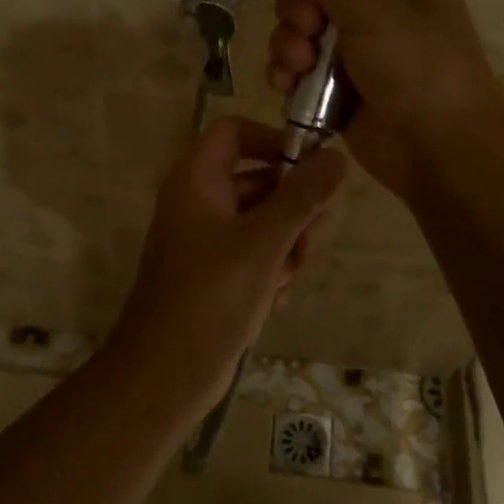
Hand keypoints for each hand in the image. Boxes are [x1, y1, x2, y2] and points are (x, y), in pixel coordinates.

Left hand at [111, 117, 346, 393]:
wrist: (167, 372)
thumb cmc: (211, 296)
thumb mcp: (264, 242)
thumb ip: (302, 197)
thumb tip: (336, 155)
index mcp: (197, 180)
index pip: (235, 132)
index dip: (274, 140)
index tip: (312, 167)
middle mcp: (199, 202)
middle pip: (260, 179)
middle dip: (293, 208)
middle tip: (307, 239)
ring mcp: (206, 239)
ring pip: (264, 220)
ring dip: (287, 244)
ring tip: (286, 275)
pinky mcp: (216, 273)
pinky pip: (255, 253)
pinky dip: (271, 269)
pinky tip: (274, 297)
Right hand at [268, 0, 503, 202]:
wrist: (441, 153)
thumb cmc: (419, 70)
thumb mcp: (372, 11)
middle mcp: (380, 6)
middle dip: (299, 10)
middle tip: (309, 30)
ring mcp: (358, 49)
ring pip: (302, 29)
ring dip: (289, 45)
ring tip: (298, 68)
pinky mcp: (339, 87)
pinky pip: (300, 68)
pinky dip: (289, 75)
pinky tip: (287, 87)